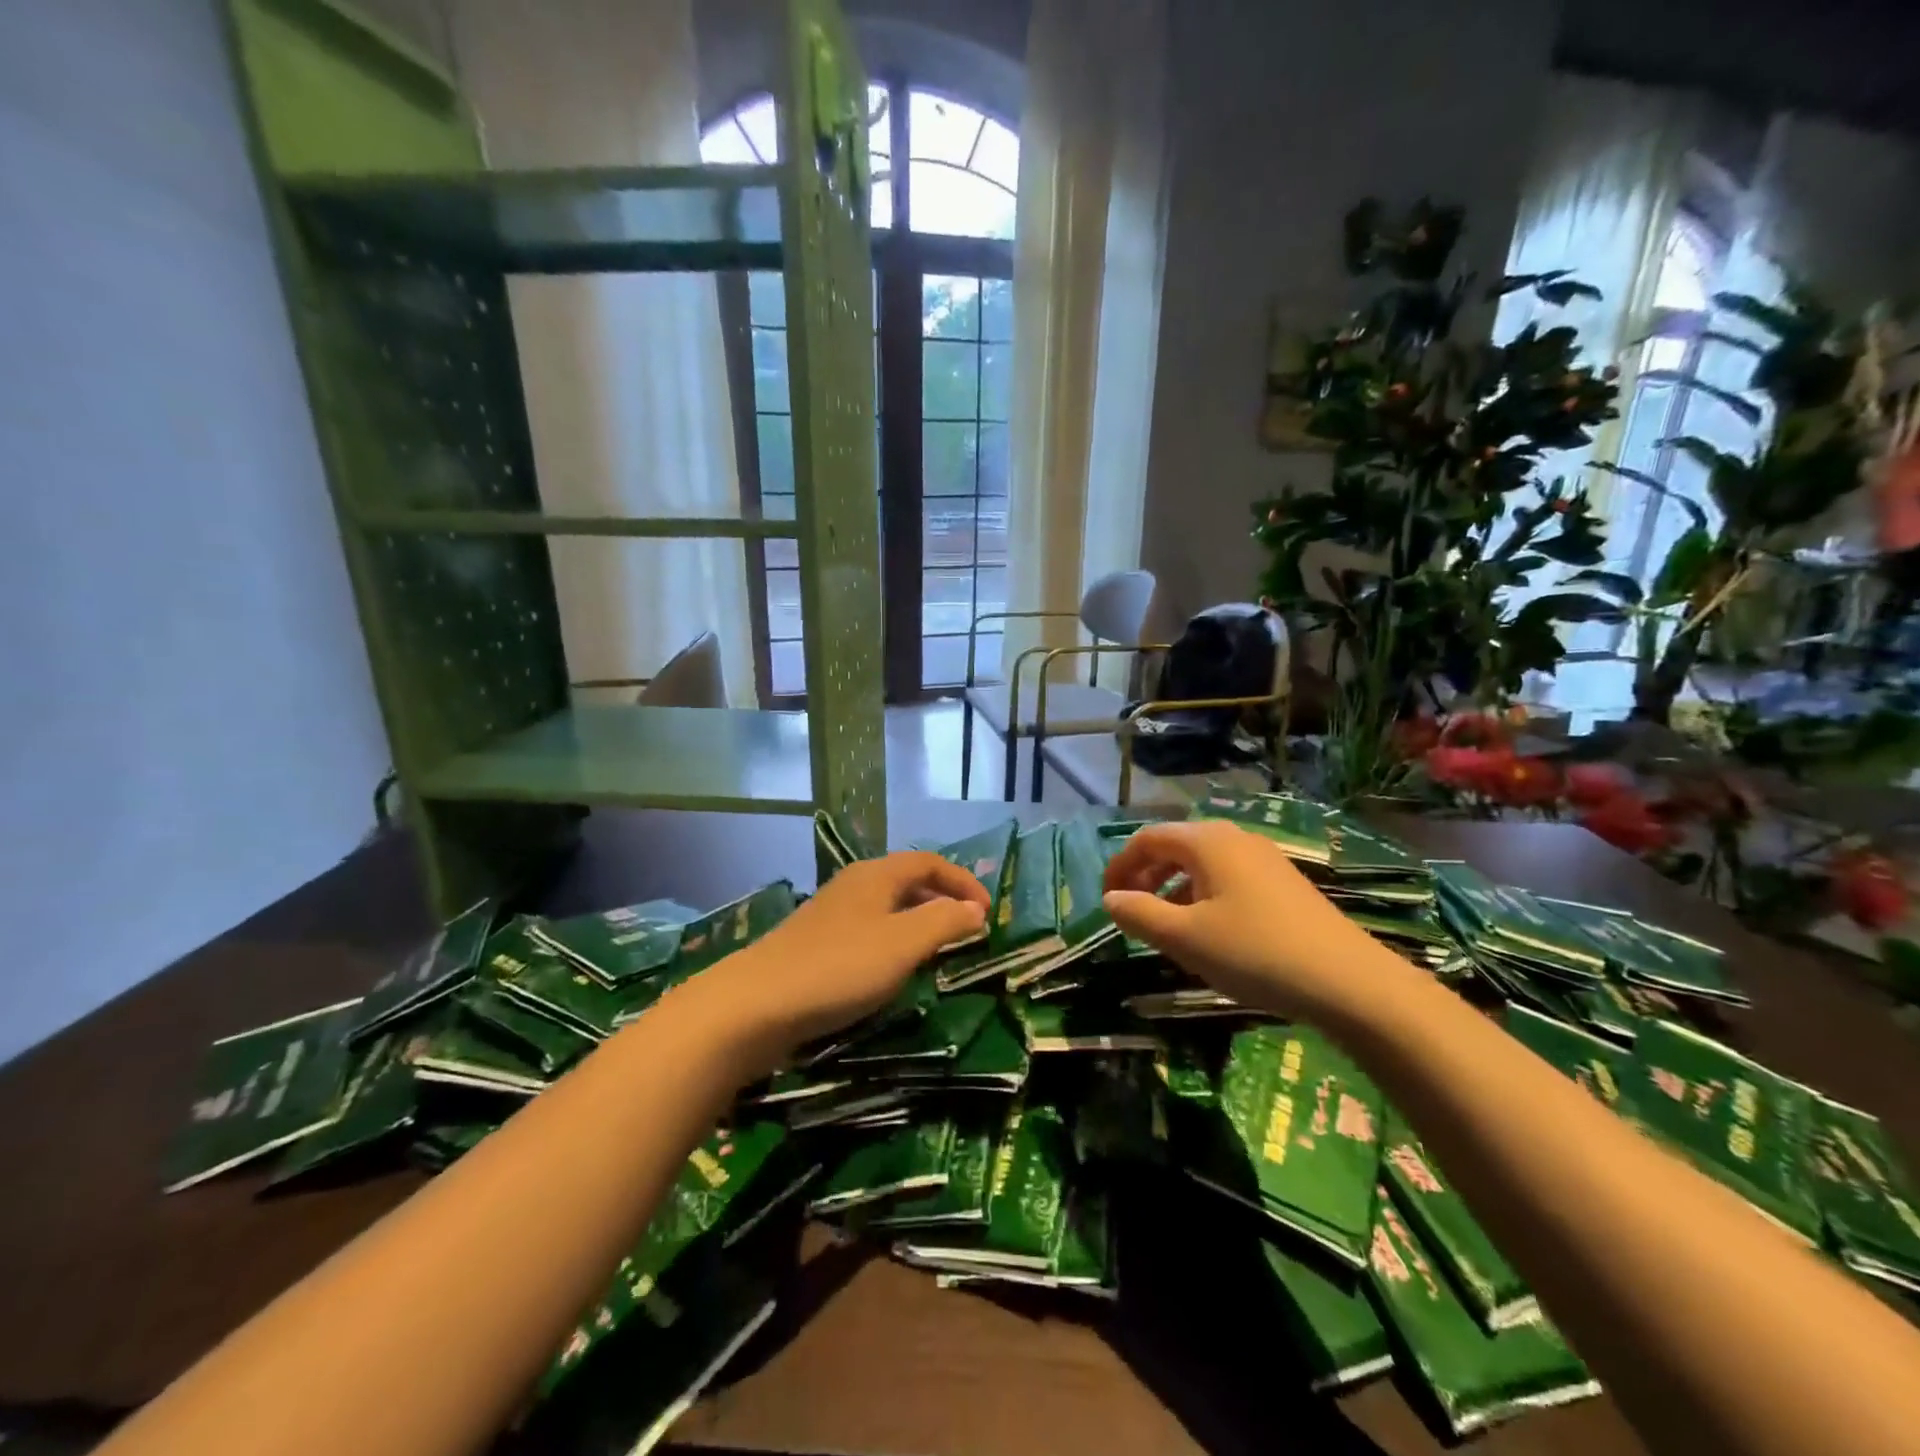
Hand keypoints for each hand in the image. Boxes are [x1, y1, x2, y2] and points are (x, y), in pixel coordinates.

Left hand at [693, 852, 988, 1066]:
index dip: (963, 882)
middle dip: (942, 901)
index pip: (930, 862)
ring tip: (936, 952)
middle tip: (966, 932)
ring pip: (887, 907)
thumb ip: (944, 922)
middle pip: (908, 881)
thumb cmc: (840, 967)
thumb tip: (975, 910)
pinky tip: (891, 972)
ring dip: (917, 923)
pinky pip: (868, 931)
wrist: (755, 1005)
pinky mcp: (815, 943)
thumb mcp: (904, 944)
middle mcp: (854, 884)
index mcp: (877, 875)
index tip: (987, 914)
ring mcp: (831, 913)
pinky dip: (893, 942)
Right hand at [1102, 819, 1409, 1020]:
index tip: (1106, 901)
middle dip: (1145, 876)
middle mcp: (1234, 838)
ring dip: (1173, 889)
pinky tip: (1209, 933)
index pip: (1147, 839)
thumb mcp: (1185, 938)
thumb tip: (1111, 900)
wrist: (1349, 982)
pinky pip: (1227, 878)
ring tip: (1165, 928)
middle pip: (1175, 847)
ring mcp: (1264, 859)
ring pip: (1202, 864)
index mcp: (1206, 841)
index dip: (1120, 866)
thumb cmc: (1255, 952)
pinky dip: (1203, 897)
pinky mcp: (1283, 884)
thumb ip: (1140, 914)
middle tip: (1130, 912)